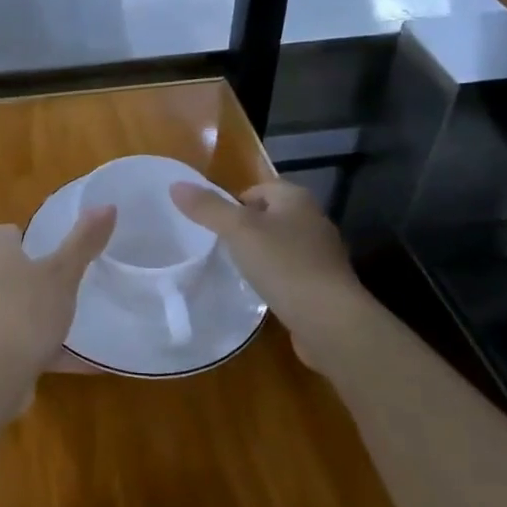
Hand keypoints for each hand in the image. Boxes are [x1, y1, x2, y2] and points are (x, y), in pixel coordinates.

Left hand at [0, 207, 115, 412]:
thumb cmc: (24, 313)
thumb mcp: (62, 273)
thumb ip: (84, 240)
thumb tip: (108, 204)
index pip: (17, 232)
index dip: (44, 242)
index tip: (72, 257)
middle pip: (18, 269)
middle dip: (46, 279)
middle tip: (79, 288)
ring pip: (19, 305)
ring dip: (45, 316)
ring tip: (82, 322)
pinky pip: (19, 338)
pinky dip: (44, 346)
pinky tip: (81, 360)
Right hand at [170, 179, 371, 371]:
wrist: (330, 321)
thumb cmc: (284, 265)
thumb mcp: (238, 232)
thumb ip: (207, 208)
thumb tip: (175, 185)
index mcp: (296, 198)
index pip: (257, 189)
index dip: (233, 203)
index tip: (214, 227)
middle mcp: (313, 219)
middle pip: (269, 216)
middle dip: (246, 230)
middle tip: (220, 248)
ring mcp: (322, 254)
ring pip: (281, 245)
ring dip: (261, 255)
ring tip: (237, 271)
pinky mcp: (324, 284)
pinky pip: (291, 272)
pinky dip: (276, 278)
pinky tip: (262, 293)